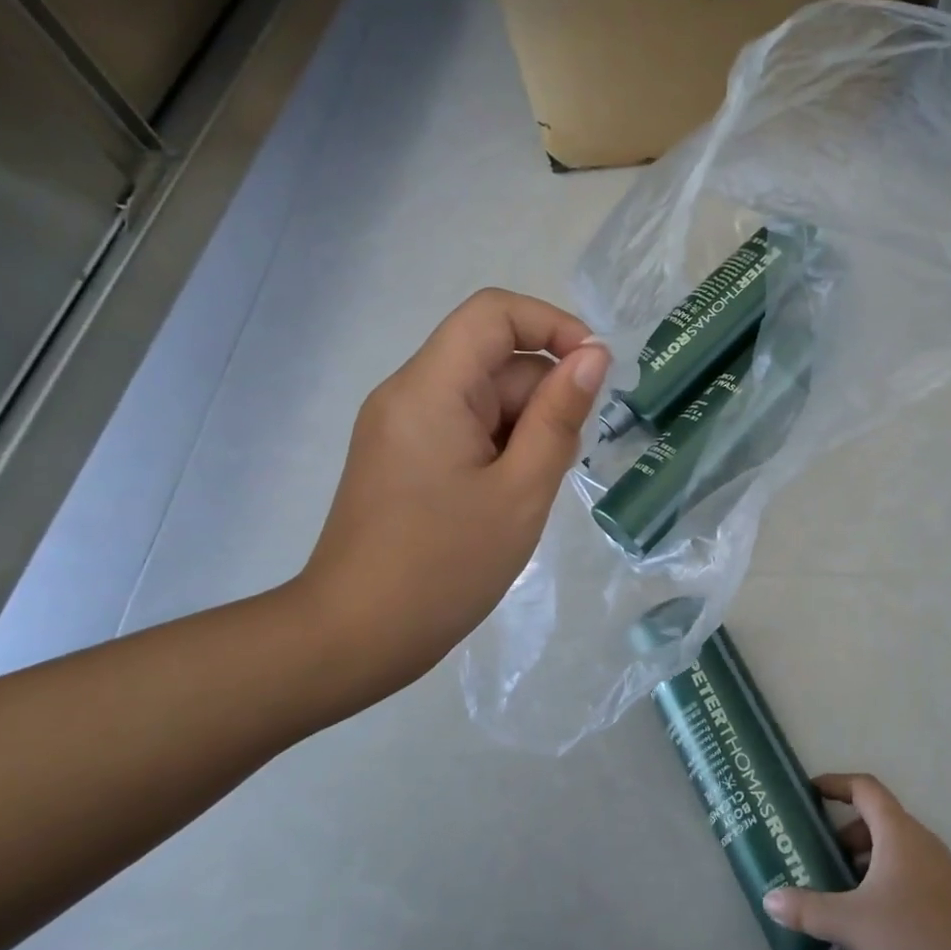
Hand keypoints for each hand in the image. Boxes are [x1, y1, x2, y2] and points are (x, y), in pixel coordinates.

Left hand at [290, 289, 610, 705]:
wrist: (354, 636)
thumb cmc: (445, 566)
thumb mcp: (521, 491)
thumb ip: (560, 417)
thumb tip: (594, 355)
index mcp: (431, 389)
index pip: (494, 313)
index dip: (553, 325)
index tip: (596, 371)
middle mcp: (408, 393)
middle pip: (493, 360)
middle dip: (543, 398)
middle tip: (560, 465)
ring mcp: (401, 425)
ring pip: (483, 398)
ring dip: (524, 429)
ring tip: (530, 492)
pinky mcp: (402, 455)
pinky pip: (464, 426)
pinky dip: (500, 448)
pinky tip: (508, 498)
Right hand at [763, 773, 950, 949]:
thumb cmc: (915, 934)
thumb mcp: (852, 922)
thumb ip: (809, 909)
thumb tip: (770, 899)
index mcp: (896, 830)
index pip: (864, 787)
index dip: (836, 783)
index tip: (811, 791)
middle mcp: (918, 838)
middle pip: (875, 819)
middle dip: (843, 833)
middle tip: (816, 855)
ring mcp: (936, 865)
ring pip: (890, 847)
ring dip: (861, 860)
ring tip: (836, 891)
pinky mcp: (945, 893)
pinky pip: (904, 870)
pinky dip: (880, 879)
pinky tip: (867, 918)